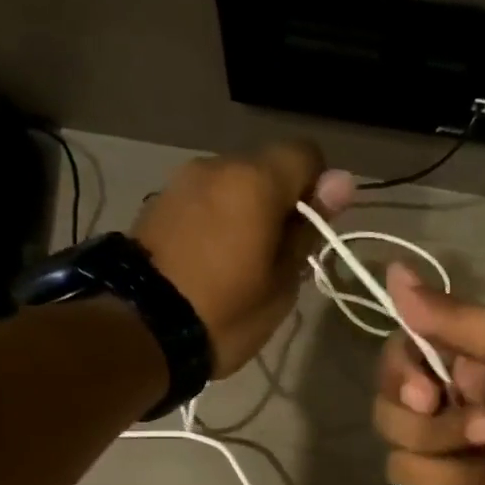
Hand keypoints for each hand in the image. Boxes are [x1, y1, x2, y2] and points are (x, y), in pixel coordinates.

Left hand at [133, 142, 354, 376]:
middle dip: (278, 203)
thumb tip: (342, 181)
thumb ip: (308, 228)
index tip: (309, 231)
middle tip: (275, 257)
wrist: (141, 330)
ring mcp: (181, 181)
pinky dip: (215, 221)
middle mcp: (217, 166)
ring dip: (244, 212)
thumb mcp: (282, 282)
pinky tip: (209, 261)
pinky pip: (204, 201)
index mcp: (255, 181)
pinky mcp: (158, 203)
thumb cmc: (226, 312)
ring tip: (238, 264)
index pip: (306, 154)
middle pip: (266, 169)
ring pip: (232, 185)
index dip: (318, 188)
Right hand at [373, 263, 484, 484]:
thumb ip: (459, 316)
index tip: (429, 394)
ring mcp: (446, 471)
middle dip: (440, 434)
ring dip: (462, 478)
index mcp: (464, 371)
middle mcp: (448, 417)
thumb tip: (395, 271)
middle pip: (389, 419)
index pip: (395, 362)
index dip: (400, 379)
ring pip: (401, 471)